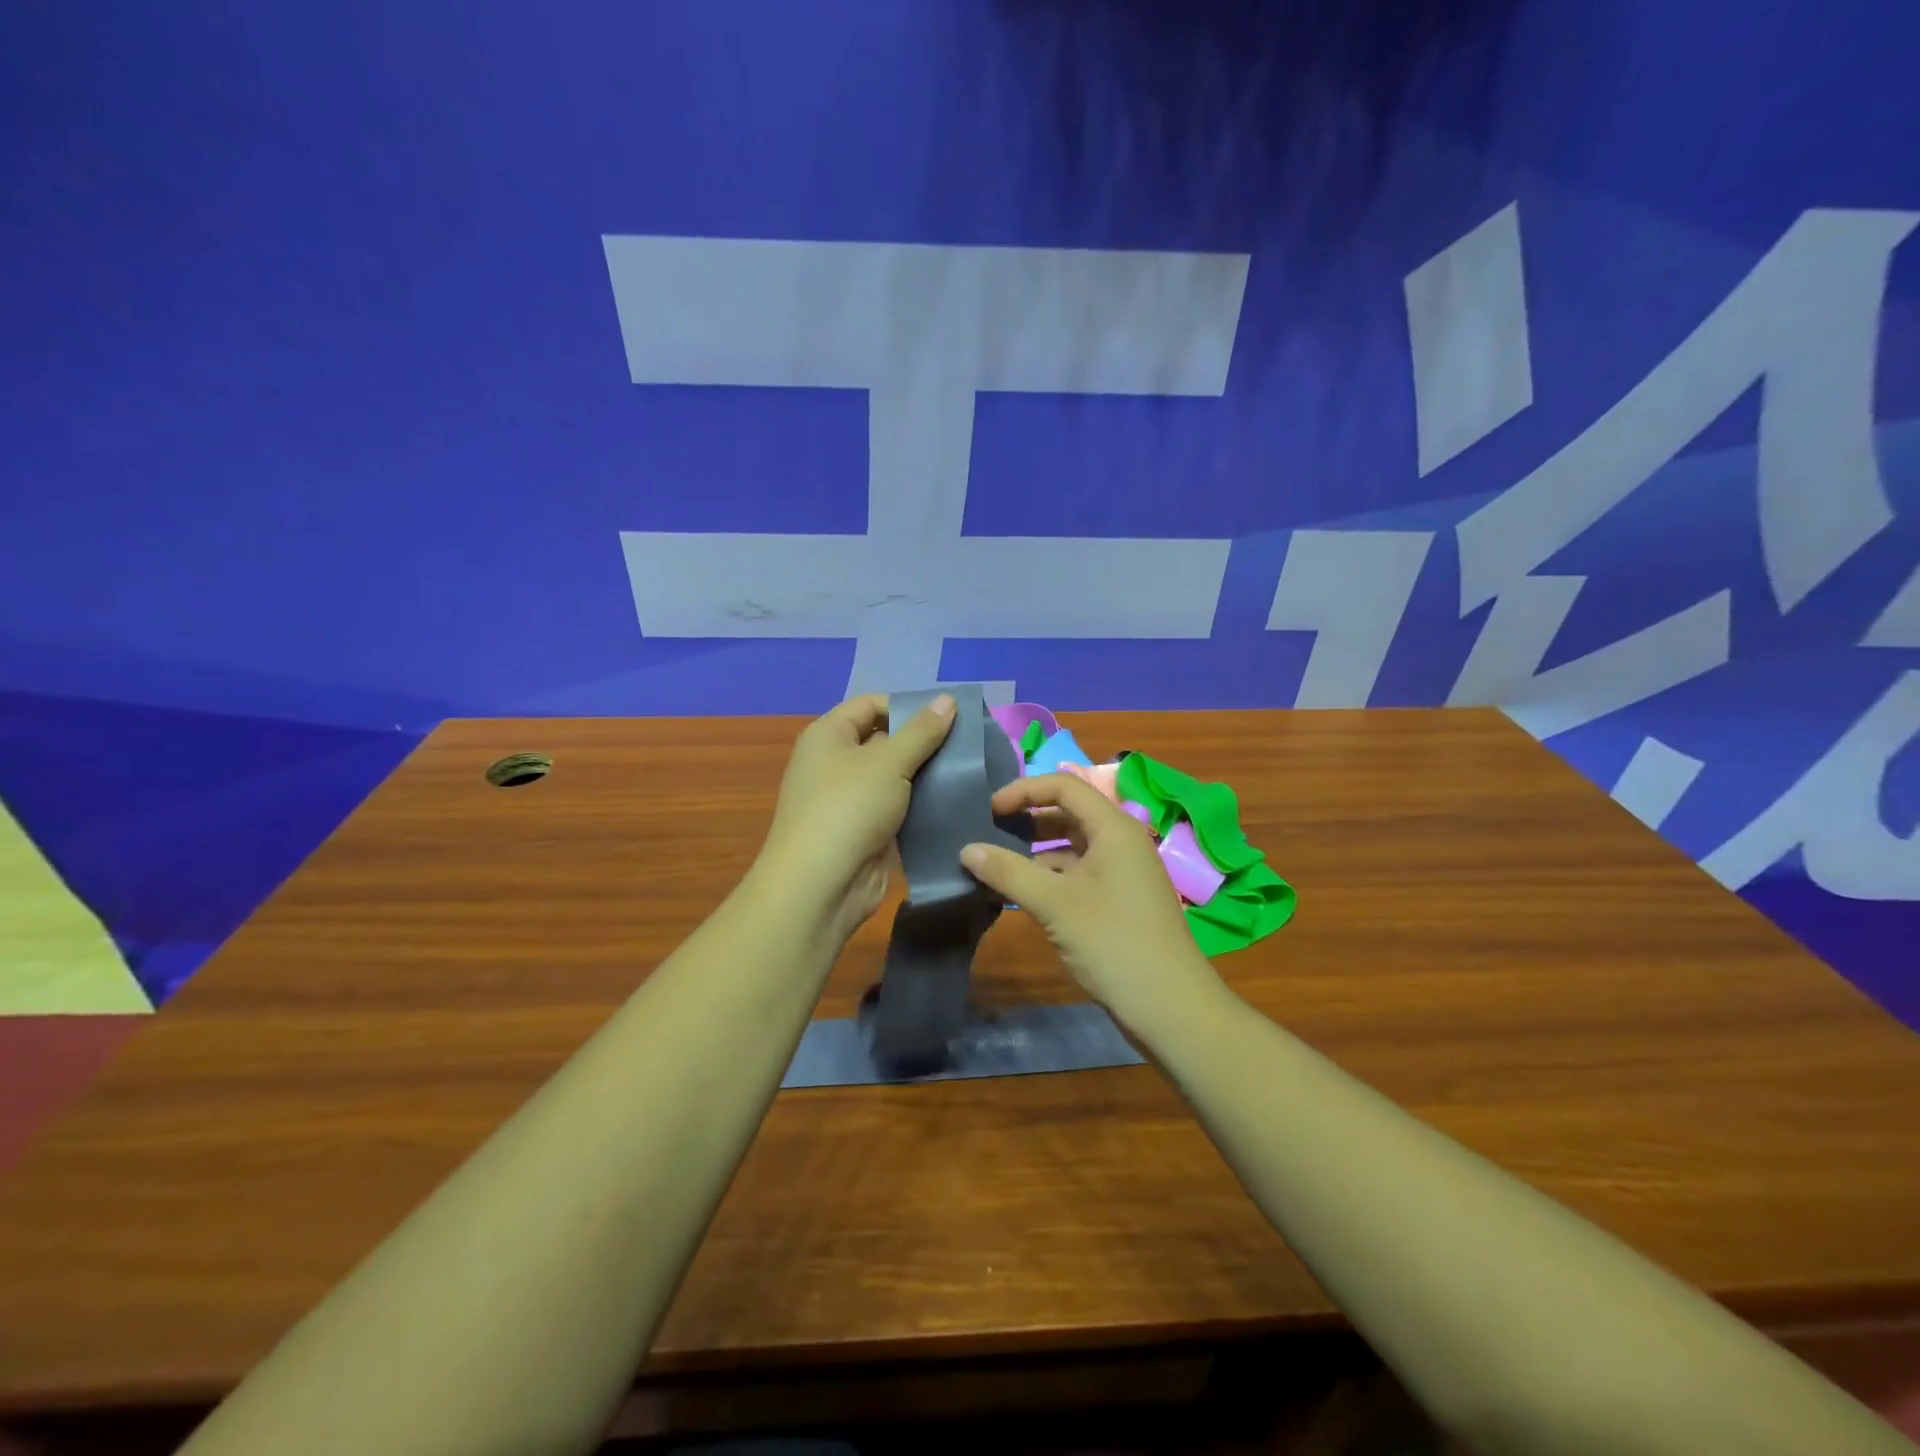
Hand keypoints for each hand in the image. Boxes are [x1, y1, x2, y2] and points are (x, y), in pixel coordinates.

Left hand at [754, 692, 957, 936]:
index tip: (949, 718)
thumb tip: (947, 699)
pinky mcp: (865, 830)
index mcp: (829, 735)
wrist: (821, 886)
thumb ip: (922, 731)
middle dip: (924, 742)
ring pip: (895, 777)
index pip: (871, 704)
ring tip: (969, 772)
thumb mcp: (889, 762)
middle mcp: (835, 762)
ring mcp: (849, 799)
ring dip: (927, 775)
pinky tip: (954, 803)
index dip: (908, 706)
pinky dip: (921, 805)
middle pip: (885, 739)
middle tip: (968, 745)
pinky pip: (898, 808)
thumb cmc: (849, 808)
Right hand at [960, 773, 1224, 1027]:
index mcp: (1113, 828)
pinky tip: (1021, 896)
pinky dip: (1049, 878)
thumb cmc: (1113, 942)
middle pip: (1068, 813)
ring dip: (1034, 852)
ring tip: (995, 867)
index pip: (1064, 786)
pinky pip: (1078, 873)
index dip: (1023, 790)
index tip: (988, 811)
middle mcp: (1121, 841)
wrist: (1170, 1006)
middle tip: (988, 834)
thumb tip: (967, 850)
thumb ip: (1008, 872)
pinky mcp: (1119, 899)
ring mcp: (1122, 872)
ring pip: (1072, 846)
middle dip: (1027, 819)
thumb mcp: (1054, 904)